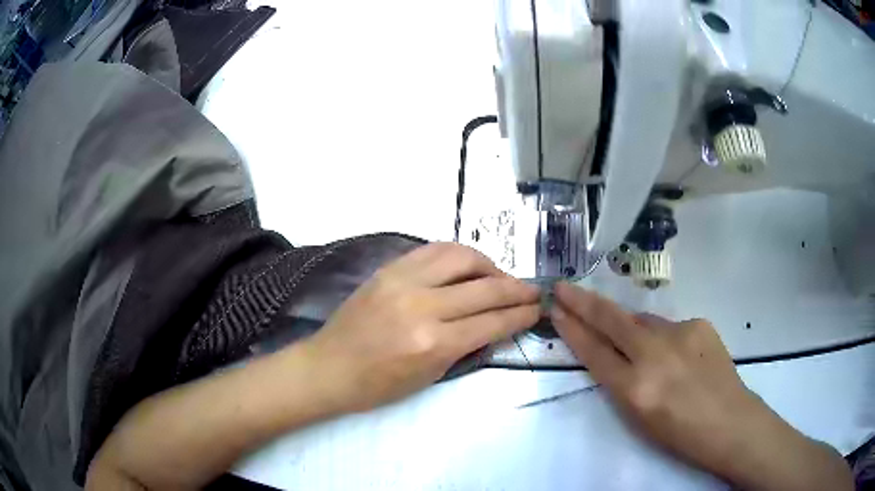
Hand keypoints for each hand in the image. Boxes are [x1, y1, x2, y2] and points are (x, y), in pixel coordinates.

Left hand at [304, 243, 540, 411]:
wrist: (329, 367)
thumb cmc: (378, 386)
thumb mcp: (431, 376)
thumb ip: (467, 346)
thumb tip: (496, 323)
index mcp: (433, 343)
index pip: (492, 321)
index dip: (521, 314)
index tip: (538, 308)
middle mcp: (422, 305)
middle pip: (485, 287)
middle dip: (517, 288)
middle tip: (533, 290)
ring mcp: (403, 281)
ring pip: (461, 256)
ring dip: (490, 264)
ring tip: (500, 276)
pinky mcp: (389, 268)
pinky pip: (433, 249)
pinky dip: (458, 254)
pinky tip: (468, 265)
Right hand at [550, 282, 852, 490]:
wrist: (731, 423)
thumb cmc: (680, 435)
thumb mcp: (639, 418)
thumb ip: (623, 380)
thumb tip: (617, 349)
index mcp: (636, 389)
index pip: (595, 352)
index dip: (573, 330)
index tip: (557, 310)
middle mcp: (656, 355)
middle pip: (612, 321)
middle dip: (584, 302)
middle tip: (563, 287)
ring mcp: (681, 334)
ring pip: (642, 321)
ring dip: (628, 325)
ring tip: (629, 340)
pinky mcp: (700, 324)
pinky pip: (668, 326)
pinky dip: (661, 336)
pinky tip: (672, 354)